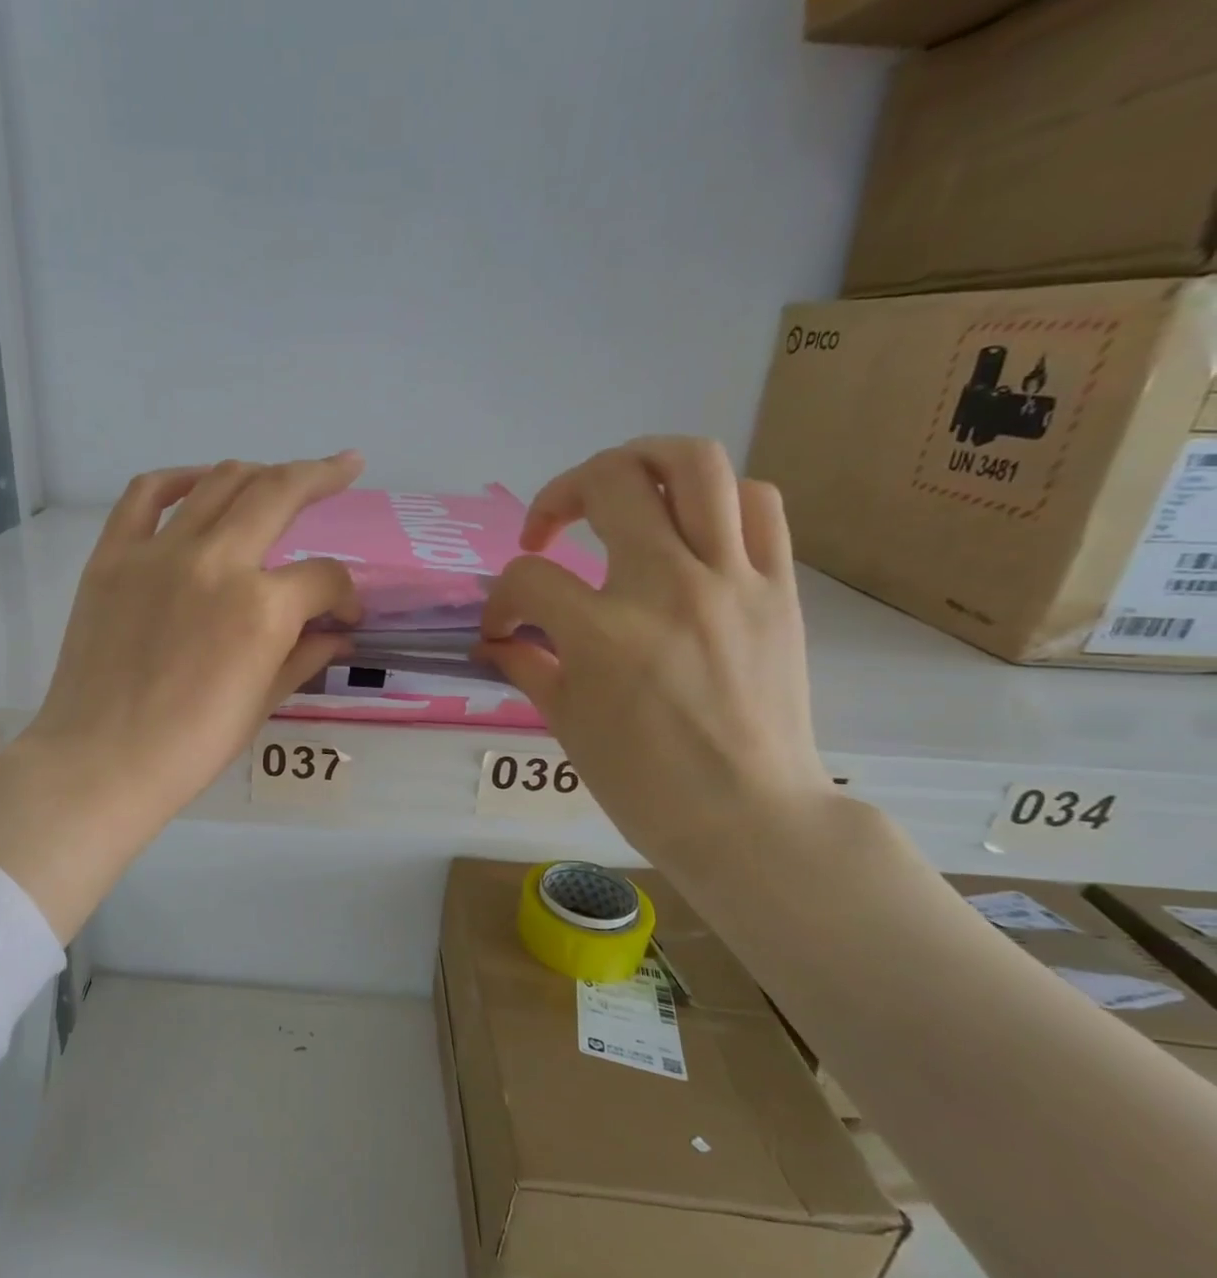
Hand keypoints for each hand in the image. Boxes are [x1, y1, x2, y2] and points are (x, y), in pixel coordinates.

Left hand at [0, 453, 364, 937]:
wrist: (102, 761)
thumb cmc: (190, 748)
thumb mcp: (262, 703)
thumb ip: (305, 655)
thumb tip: (337, 633)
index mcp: (262, 608)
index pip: (322, 577)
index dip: (345, 595)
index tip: (343, 616)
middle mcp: (216, 562)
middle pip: (279, 494)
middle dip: (322, 476)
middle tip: (346, 466)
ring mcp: (159, 552)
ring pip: (220, 481)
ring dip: (260, 472)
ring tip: (279, 477)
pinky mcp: (113, 556)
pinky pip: (145, 494)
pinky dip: (178, 479)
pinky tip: (200, 482)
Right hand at [478, 436, 837, 869]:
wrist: (749, 817)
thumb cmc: (644, 783)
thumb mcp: (567, 724)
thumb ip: (528, 664)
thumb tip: (499, 638)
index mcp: (604, 634)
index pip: (528, 579)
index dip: (501, 601)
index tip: (503, 630)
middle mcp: (668, 587)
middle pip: (610, 483)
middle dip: (560, 495)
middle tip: (548, 528)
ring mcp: (733, 579)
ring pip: (696, 464)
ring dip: (642, 461)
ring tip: (619, 488)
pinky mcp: (779, 587)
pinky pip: (757, 504)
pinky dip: (717, 499)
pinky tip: (690, 527)